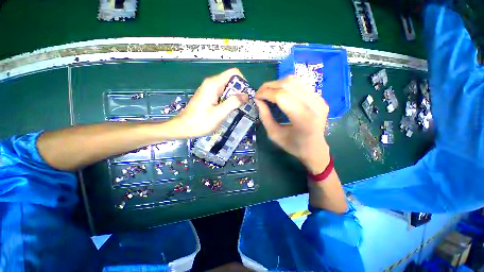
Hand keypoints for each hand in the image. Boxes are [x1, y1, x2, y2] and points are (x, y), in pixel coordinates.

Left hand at [173, 68, 248, 137]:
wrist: (183, 127)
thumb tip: (246, 95)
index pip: (234, 73)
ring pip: (228, 88)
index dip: (242, 82)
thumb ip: (233, 102)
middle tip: (244, 105)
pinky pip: (223, 94)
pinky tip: (230, 110)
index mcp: (214, 84)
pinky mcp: (209, 96)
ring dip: (235, 97)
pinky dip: (229, 100)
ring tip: (238, 109)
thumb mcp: (219, 114)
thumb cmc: (200, 122)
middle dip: (240, 91)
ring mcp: (210, 90)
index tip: (246, 96)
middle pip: (231, 81)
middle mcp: (212, 83)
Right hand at [255, 76, 329, 173]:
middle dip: (269, 86)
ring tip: (269, 92)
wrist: (314, 148)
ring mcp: (319, 99)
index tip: (255, 97)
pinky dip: (286, 86)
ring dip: (277, 84)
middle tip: (260, 93)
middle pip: (288, 85)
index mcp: (303, 118)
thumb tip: (258, 100)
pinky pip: (300, 84)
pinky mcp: (319, 97)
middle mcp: (314, 105)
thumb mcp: (274, 134)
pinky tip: (280, 93)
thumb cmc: (293, 145)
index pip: (281, 96)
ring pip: (294, 81)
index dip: (265, 93)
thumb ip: (265, 116)